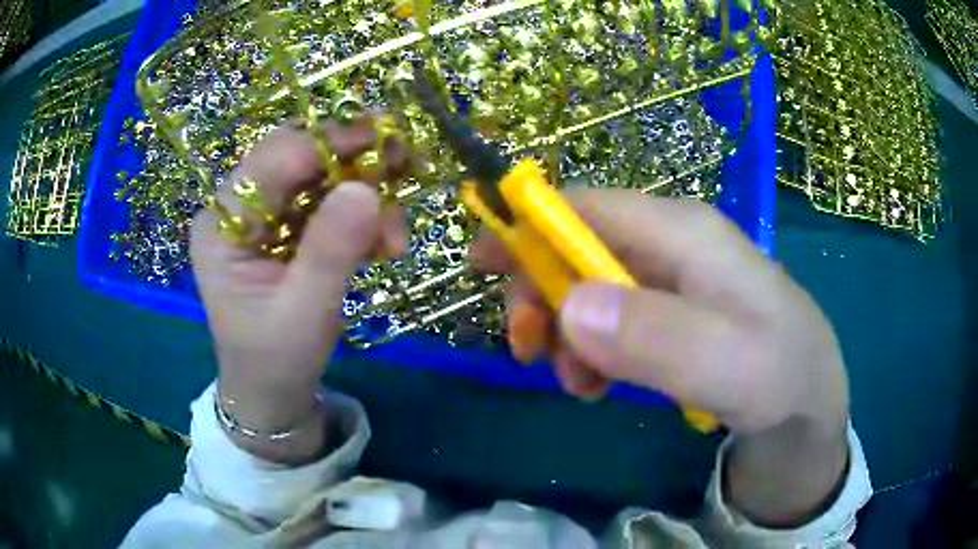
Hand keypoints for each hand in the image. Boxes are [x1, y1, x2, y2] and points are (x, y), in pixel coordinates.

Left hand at [191, 117, 407, 463]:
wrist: (272, 395)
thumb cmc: (276, 362)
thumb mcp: (303, 315)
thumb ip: (329, 253)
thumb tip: (366, 189)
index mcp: (222, 225)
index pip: (273, 160)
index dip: (329, 143)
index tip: (386, 140)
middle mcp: (238, 210)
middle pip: (298, 157)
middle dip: (353, 160)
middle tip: (404, 165)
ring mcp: (262, 218)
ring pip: (320, 177)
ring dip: (365, 193)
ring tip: (395, 238)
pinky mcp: (286, 230)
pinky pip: (329, 204)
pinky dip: (363, 216)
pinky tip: (384, 244)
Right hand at [472, 189, 849, 525]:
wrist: (809, 410)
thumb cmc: (783, 379)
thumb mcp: (732, 367)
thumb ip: (658, 338)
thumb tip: (569, 308)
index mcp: (685, 233)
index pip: (586, 206)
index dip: (526, 226)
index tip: (477, 265)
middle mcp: (674, 244)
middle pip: (579, 246)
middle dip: (542, 294)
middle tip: (530, 352)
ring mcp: (673, 280)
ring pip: (589, 288)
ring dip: (566, 334)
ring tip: (580, 386)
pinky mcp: (673, 314)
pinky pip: (611, 321)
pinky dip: (590, 352)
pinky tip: (600, 385)